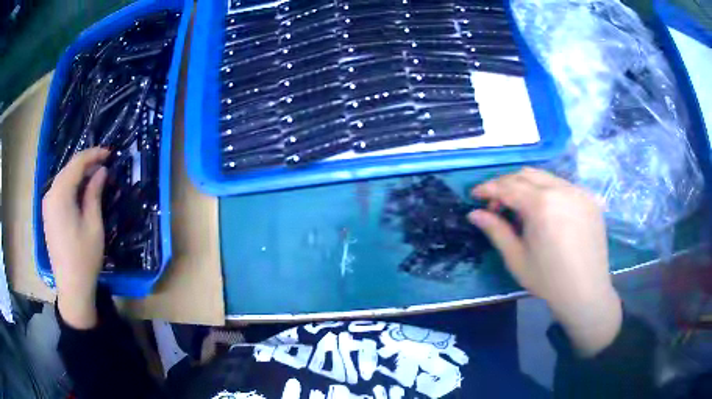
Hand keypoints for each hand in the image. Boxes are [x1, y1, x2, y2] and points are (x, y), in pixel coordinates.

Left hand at [43, 147, 109, 328]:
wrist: (71, 287)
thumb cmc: (84, 257)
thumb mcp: (93, 224)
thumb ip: (95, 193)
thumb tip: (101, 171)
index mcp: (60, 195)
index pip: (77, 163)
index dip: (94, 155)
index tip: (109, 153)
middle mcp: (50, 194)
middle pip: (69, 169)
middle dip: (87, 163)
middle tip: (105, 165)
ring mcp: (47, 205)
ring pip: (64, 178)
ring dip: (79, 174)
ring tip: (96, 177)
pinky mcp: (48, 214)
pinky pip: (60, 190)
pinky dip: (72, 185)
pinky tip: (82, 191)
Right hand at [468, 167, 621, 355]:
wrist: (586, 292)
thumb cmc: (548, 280)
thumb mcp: (516, 258)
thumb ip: (496, 231)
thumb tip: (474, 213)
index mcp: (541, 204)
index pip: (508, 186)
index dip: (488, 188)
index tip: (475, 195)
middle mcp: (561, 189)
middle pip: (526, 174)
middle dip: (506, 184)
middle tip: (496, 204)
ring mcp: (579, 192)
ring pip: (546, 177)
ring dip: (527, 186)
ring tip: (520, 210)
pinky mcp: (590, 199)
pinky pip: (563, 186)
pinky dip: (547, 192)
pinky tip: (546, 213)